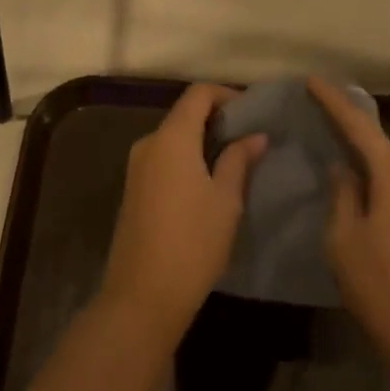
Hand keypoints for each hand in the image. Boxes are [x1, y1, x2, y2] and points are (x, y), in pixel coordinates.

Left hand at [97, 83, 267, 347]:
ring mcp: (136, 166)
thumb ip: (239, 160)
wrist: (142, 296)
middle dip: (216, 119)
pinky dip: (186, 158)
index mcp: (171, 137)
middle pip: (184, 114)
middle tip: (249, 137)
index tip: (251, 111)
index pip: (198, 94)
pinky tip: (208, 181)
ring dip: (201, 141)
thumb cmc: (193, 242)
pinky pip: (163, 158)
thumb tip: (256, 136)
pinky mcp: (133, 189)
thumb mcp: (226, 200)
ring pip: (174, 138)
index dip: (226, 94)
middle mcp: (149, 143)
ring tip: (234, 160)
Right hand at [313, 77, 389, 375]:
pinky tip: (369, 197)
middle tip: (325, 127)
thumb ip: (343, 195)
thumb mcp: (344, 240)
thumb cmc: (383, 288)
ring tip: (344, 164)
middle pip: (384, 142)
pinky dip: (386, 180)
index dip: (335, 102)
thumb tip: (345, 169)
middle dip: (356, 131)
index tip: (313, 81)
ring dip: (373, 159)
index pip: (360, 126)